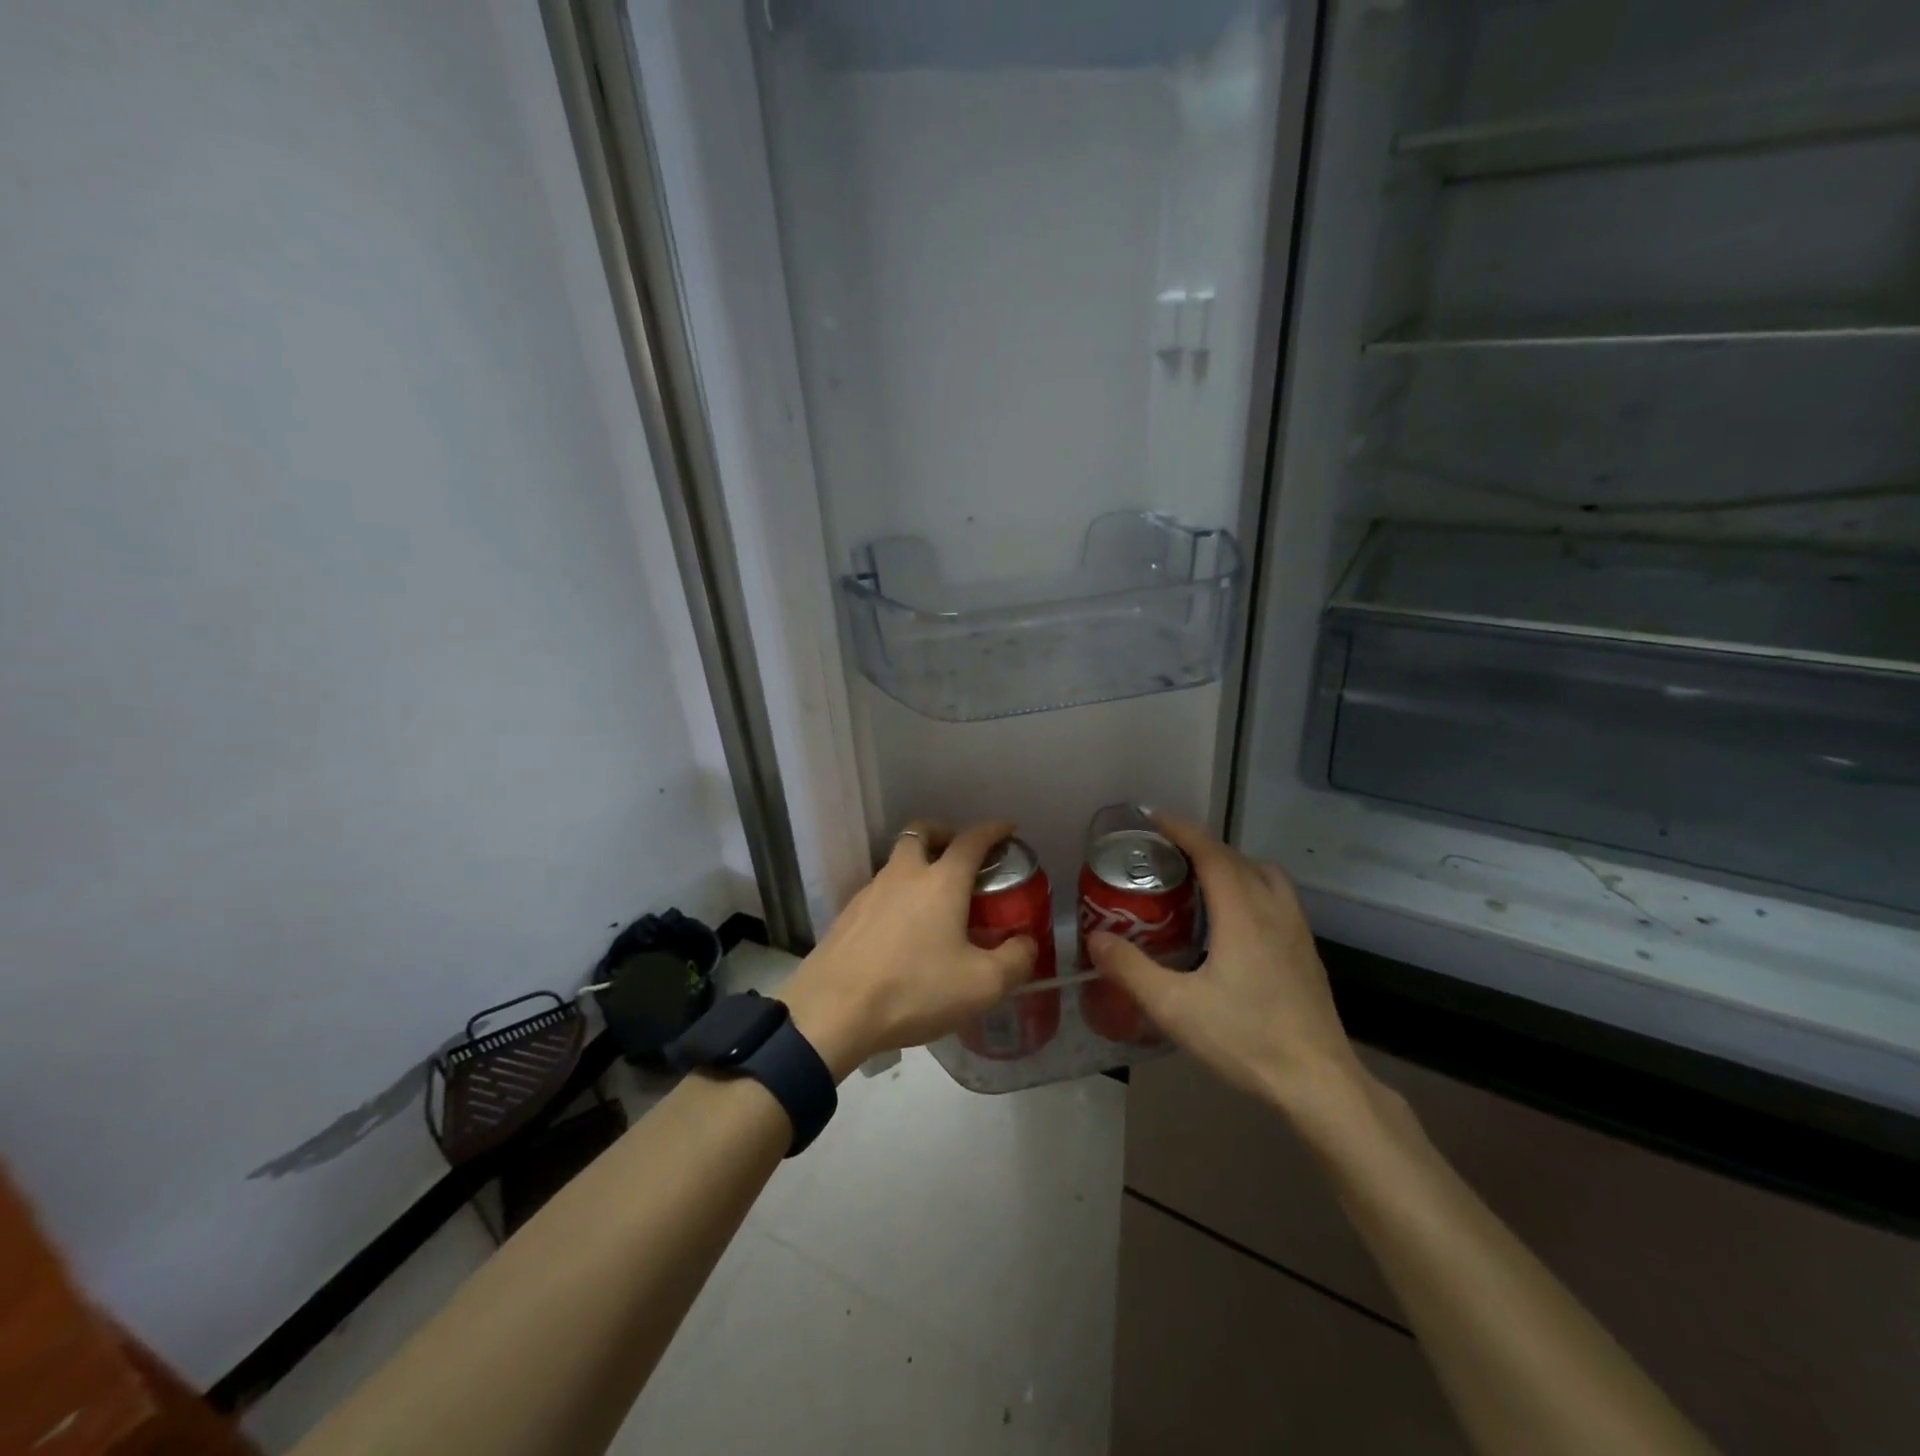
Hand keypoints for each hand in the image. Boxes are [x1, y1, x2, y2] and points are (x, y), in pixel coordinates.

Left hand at [781, 819, 1038, 1079]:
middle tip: (961, 856)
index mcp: (941, 881)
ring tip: (935, 900)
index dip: (993, 830)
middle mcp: (904, 874)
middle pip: (922, 831)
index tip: (1007, 830)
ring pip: (897, 861)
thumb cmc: (914, 990)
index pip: (971, 840)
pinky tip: (902, 930)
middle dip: (945, 833)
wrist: (833, 1010)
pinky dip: (897, 895)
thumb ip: (1014, 961)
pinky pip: (879, 891)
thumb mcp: (981, 985)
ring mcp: (870, 891)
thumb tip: (1026, 943)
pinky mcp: (847, 915)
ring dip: (918, 865)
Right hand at [1084, 815, 1369, 1120]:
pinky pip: (1277, 898)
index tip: (1153, 817)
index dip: (1182, 829)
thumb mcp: (1175, 1007)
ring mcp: (1297, 931)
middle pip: (1238, 858)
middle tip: (1167, 854)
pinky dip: (1252, 888)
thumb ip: (1131, 970)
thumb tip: (1095, 938)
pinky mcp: (1307, 953)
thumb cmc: (1246, 1039)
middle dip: (1202, 846)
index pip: (1211, 853)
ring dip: (1233, 865)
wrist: (1320, 1083)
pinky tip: (1234, 924)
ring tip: (1201, 882)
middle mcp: (1273, 911)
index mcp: (1243, 914)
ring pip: (1265, 876)